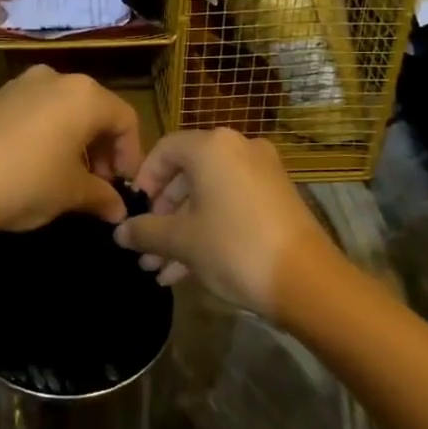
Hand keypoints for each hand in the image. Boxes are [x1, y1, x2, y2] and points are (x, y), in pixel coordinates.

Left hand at [0, 67, 142, 236]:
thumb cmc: (24, 182)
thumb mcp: (70, 194)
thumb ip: (102, 197)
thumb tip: (118, 209)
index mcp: (85, 95)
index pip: (126, 120)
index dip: (131, 157)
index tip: (123, 189)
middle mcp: (57, 78)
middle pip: (96, 111)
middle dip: (103, 150)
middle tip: (99, 187)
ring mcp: (22, 84)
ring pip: (65, 111)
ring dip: (76, 143)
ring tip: (68, 179)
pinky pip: (37, 112)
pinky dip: (48, 135)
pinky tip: (37, 166)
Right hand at [113, 128, 341, 318]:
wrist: (307, 281)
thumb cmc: (234, 247)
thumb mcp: (182, 241)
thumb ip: (146, 231)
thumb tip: (120, 232)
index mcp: (212, 146)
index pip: (164, 150)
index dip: (143, 181)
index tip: (133, 213)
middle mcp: (239, 149)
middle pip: (187, 175)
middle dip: (162, 215)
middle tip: (145, 247)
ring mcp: (262, 173)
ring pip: (209, 195)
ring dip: (182, 229)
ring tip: (159, 268)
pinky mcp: (277, 198)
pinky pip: (231, 205)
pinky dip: (209, 229)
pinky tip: (186, 271)